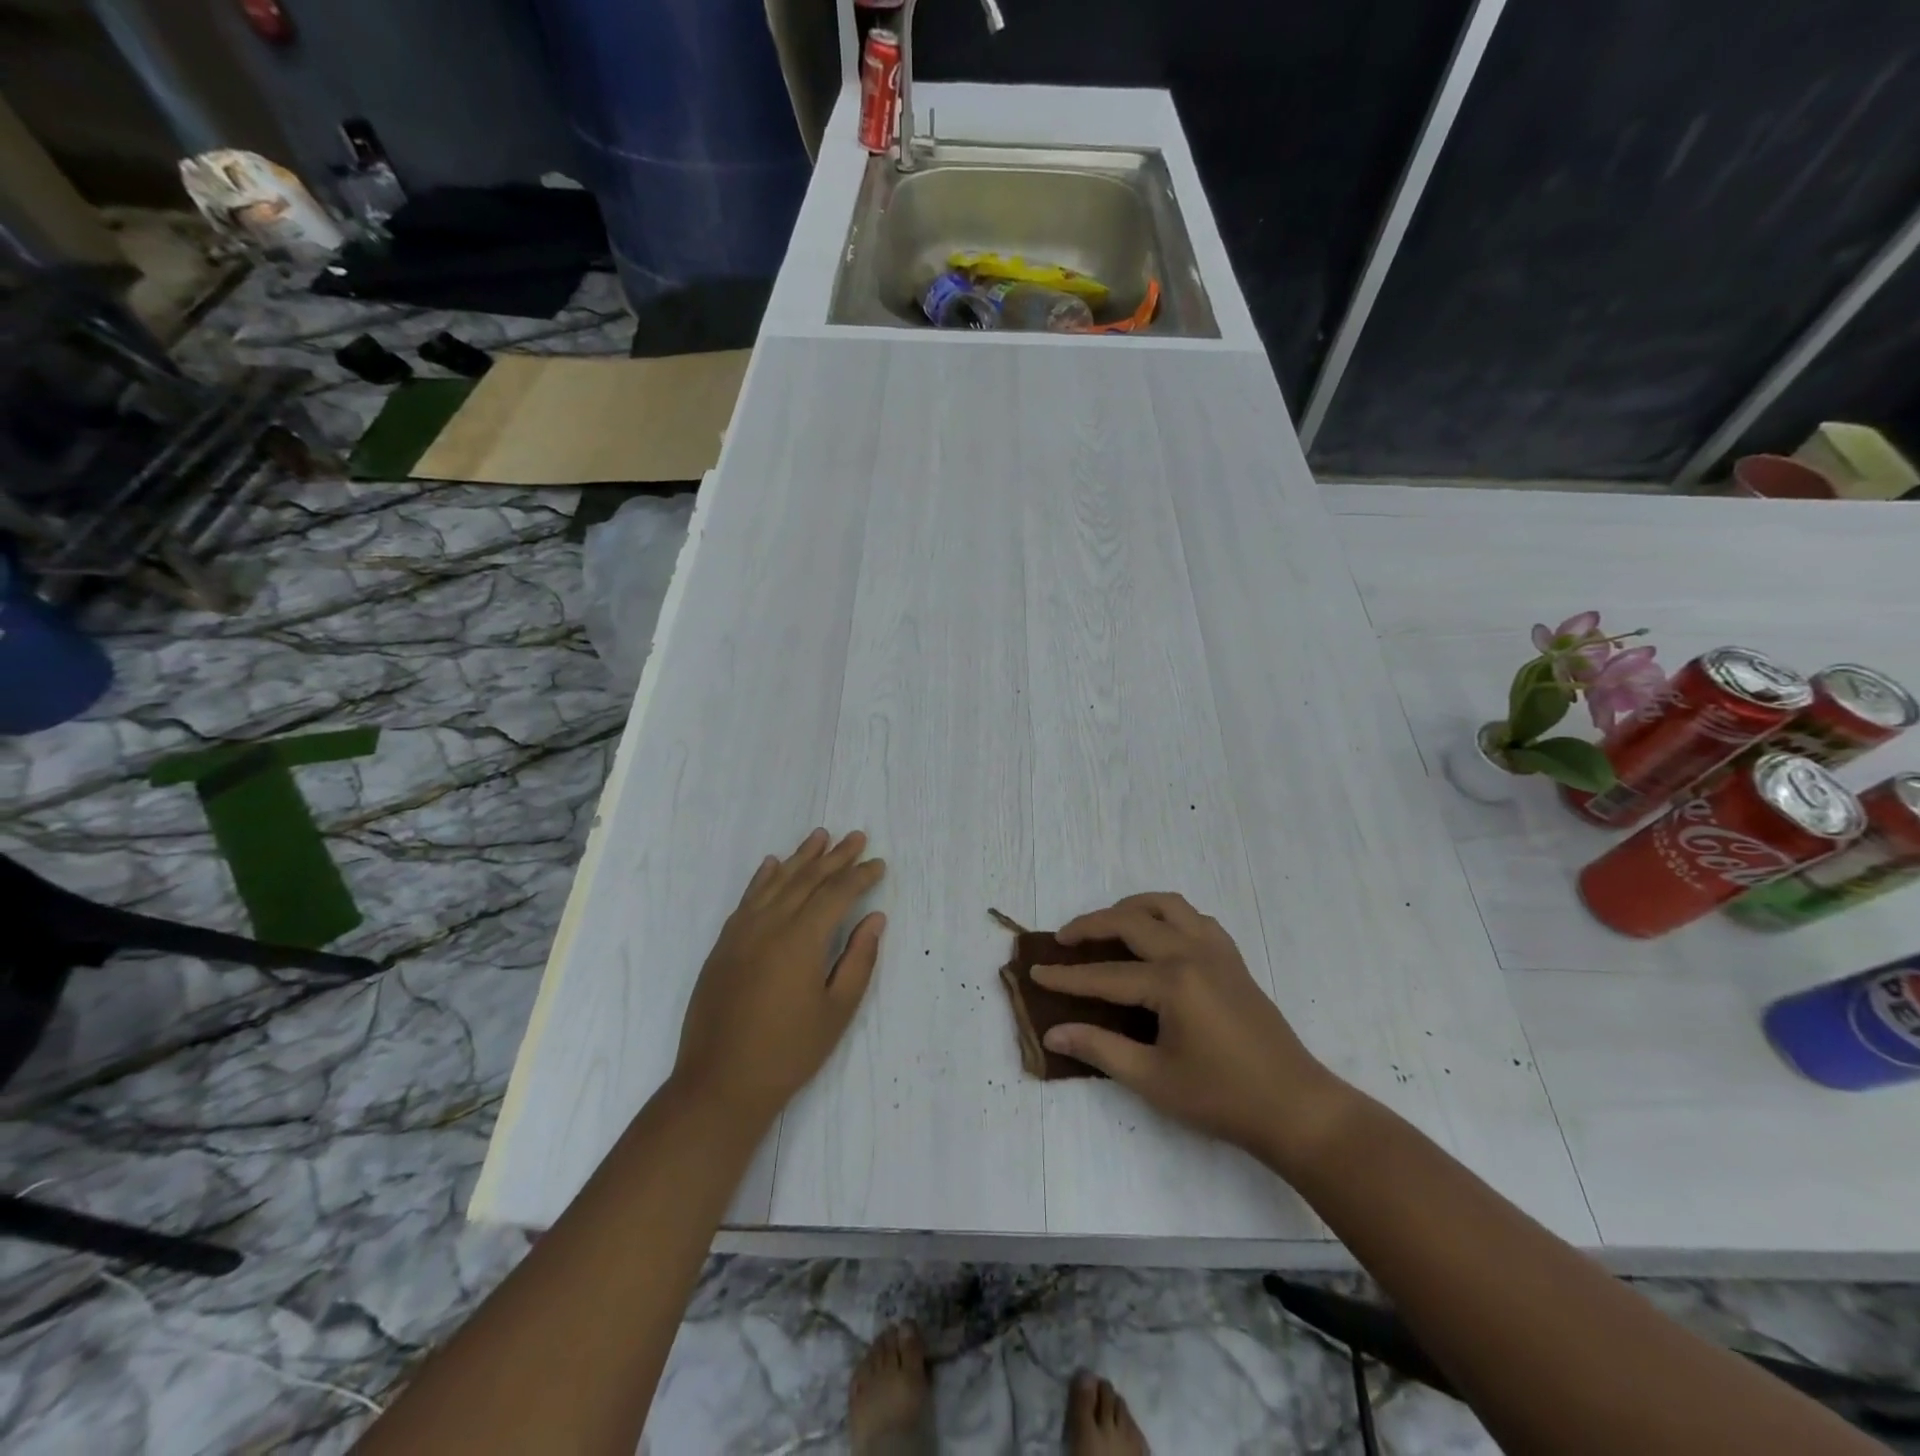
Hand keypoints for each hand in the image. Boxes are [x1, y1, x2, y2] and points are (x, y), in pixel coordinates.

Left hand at [673, 829, 885, 1126]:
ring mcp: (742, 932)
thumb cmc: (788, 1052)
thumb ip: (858, 959)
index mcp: (801, 939)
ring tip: (820, 836)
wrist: (719, 1083)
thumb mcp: (836, 1011)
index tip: (878, 864)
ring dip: (800, 857)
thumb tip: (875, 918)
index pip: (837, 894)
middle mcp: (770, 925)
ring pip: (776, 882)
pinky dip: (762, 878)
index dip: (860, 876)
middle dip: (835, 857)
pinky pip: (747, 899)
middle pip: (807, 880)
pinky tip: (772, 865)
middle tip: (856, 836)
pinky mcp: (724, 945)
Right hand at [1033, 893, 1352, 1172]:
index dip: (1067, 976)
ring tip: (1107, 927)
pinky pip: (1194, 917)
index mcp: (1172, 982)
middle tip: (1064, 940)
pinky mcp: (1233, 958)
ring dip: (1131, 908)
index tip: (1036, 972)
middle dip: (1091, 925)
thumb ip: (1100, 1049)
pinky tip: (1157, 937)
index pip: (1105, 973)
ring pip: (1166, 905)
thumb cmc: (1221, 1097)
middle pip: (1131, 921)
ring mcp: (1217, 950)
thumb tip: (1054, 1033)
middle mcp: (1192, 953)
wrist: (1295, 1107)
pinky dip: (1167, 915)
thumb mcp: (1153, 1079)